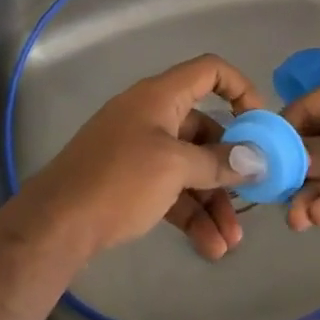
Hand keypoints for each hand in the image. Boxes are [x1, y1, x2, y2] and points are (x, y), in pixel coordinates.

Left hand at [24, 55, 263, 260]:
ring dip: (213, 202)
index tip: (261, 124)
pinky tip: (208, 247)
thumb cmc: (119, 180)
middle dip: (230, 167)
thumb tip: (257, 159)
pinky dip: (190, 214)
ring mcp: (139, 149)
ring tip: (229, 243)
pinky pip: (171, 190)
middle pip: (204, 130)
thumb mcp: (174, 166)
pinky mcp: (130, 181)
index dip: (240, 88)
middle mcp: (151, 116)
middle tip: (252, 199)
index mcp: (160, 97)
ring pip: (189, 167)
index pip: (208, 71)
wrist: (58, 221)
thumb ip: (218, 161)